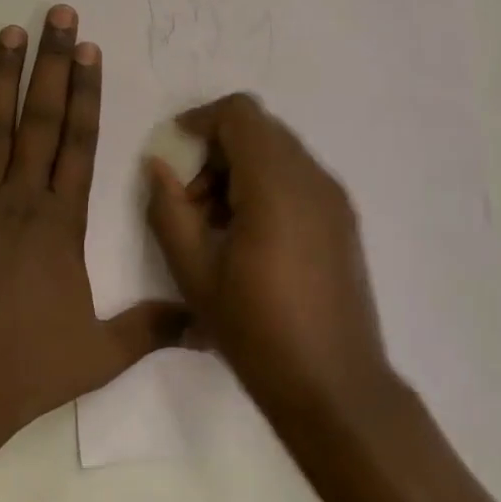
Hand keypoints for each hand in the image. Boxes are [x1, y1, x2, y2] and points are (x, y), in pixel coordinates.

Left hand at [0, 8, 189, 442]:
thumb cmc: (26, 366)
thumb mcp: (101, 354)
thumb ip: (153, 328)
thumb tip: (207, 323)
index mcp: (61, 223)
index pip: (79, 142)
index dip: (86, 92)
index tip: (88, 50)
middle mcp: (19, 199)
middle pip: (40, 118)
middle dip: (50, 63)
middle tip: (56, 15)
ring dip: (2, 77)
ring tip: (9, 32)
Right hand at [145, 94, 394, 419]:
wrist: (336, 388)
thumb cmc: (257, 332)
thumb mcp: (194, 273)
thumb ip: (168, 210)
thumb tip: (157, 166)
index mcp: (276, 185)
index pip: (240, 113)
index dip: (201, 119)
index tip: (174, 151)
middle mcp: (312, 178)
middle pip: (259, 130)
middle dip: (217, 150)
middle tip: (191, 200)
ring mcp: (334, 198)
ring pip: (279, 152)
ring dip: (240, 169)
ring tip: (216, 224)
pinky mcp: (343, 219)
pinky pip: (298, 177)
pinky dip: (266, 186)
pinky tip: (249, 237)